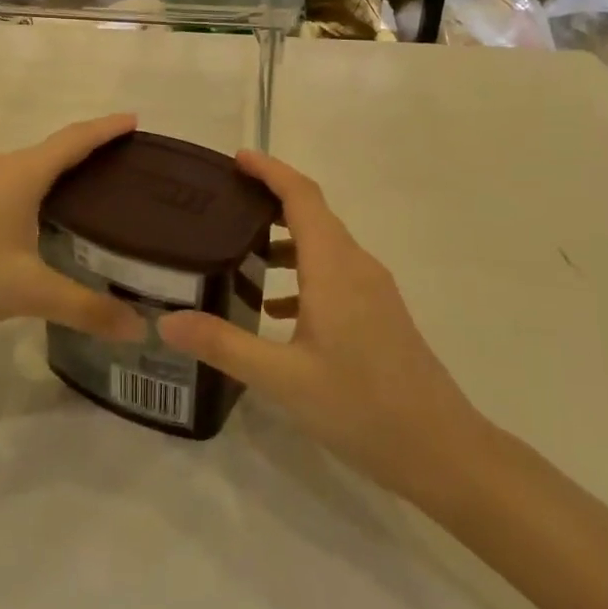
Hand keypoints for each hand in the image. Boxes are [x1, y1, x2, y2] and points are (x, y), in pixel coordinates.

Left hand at [0, 114, 145, 349]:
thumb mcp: (29, 292)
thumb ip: (85, 308)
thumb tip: (138, 329)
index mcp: (21, 174)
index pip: (74, 140)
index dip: (107, 128)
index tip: (134, 119)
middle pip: (50, 150)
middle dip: (85, 153)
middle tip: (119, 168)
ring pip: (24, 168)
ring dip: (54, 173)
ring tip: (82, 194)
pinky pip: (3, 183)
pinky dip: (29, 189)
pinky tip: (31, 219)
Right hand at [158, 151, 484, 505]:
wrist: (442, 450)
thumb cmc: (362, 407)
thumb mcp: (283, 379)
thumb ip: (224, 345)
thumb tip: (165, 320)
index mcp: (335, 268)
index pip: (302, 197)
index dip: (270, 170)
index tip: (235, 158)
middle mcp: (357, 267)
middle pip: (313, 214)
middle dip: (270, 200)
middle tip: (223, 203)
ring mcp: (374, 291)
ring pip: (324, 246)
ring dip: (284, 240)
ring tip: (237, 252)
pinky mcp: (380, 314)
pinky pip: (335, 274)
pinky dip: (301, 274)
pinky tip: (273, 309)